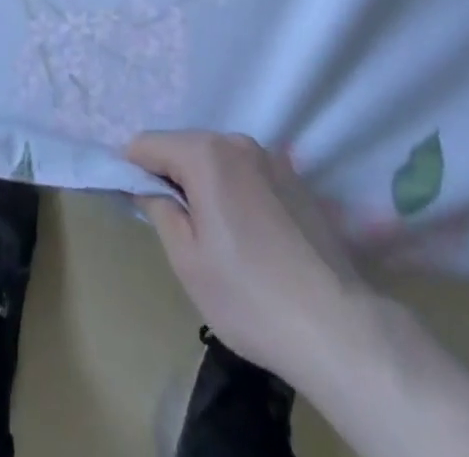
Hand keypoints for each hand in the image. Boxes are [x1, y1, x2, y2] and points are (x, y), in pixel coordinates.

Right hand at [128, 131, 364, 385]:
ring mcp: (272, 158)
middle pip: (185, 146)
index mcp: (205, 154)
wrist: (336, 326)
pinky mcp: (296, 179)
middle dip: (171, 176)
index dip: (132, 169)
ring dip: (205, 184)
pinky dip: (236, 191)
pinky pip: (248, 173)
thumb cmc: (248, 295)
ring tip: (215, 235)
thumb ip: (159, 208)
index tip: (133, 201)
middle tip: (175, 227)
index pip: (148, 144)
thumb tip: (146, 184)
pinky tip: (250, 236)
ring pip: (218, 159)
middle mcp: (237, 141)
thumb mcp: (186, 259)